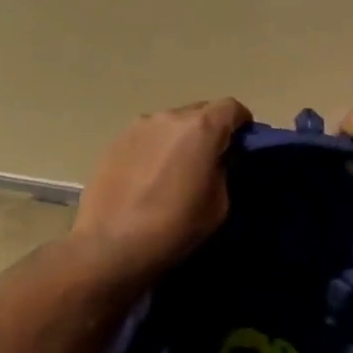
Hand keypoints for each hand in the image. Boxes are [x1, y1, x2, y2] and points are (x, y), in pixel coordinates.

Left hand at [73, 99, 252, 272]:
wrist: (110, 245)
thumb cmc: (173, 228)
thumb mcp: (218, 205)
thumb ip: (223, 170)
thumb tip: (217, 158)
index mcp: (201, 128)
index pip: (232, 107)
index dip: (242, 124)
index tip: (242, 145)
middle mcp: (169, 116)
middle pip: (200, 111)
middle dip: (210, 129)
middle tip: (210, 160)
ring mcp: (138, 125)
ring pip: (171, 122)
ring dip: (180, 138)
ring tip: (175, 169)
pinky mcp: (115, 140)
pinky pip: (147, 135)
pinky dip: (156, 147)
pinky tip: (149, 175)